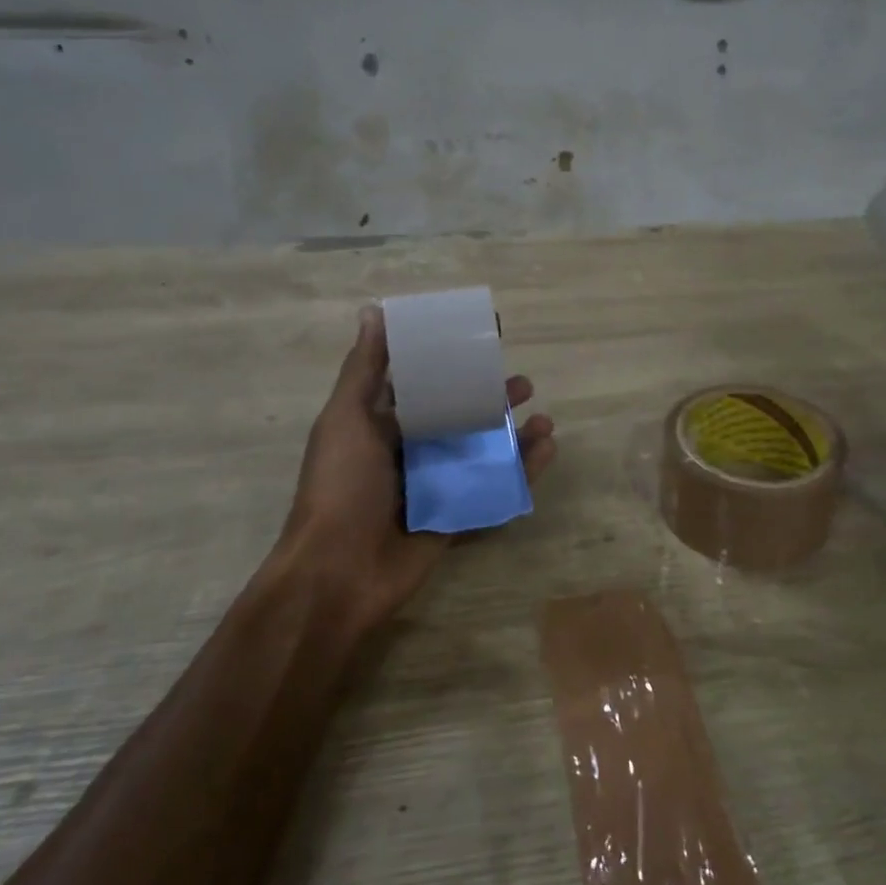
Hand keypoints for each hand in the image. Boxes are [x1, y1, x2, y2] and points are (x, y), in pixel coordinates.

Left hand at [268, 305, 556, 637]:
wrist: (338, 573)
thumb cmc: (341, 487)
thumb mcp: (346, 419)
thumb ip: (365, 370)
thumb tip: (373, 311)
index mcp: (382, 424)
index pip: (424, 382)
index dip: (452, 360)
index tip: (484, 338)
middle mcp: (411, 450)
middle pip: (460, 416)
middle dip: (491, 398)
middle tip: (522, 385)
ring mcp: (436, 485)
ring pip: (483, 451)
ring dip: (514, 434)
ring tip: (544, 420)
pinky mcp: (457, 515)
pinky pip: (495, 488)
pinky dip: (523, 471)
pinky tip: (547, 451)